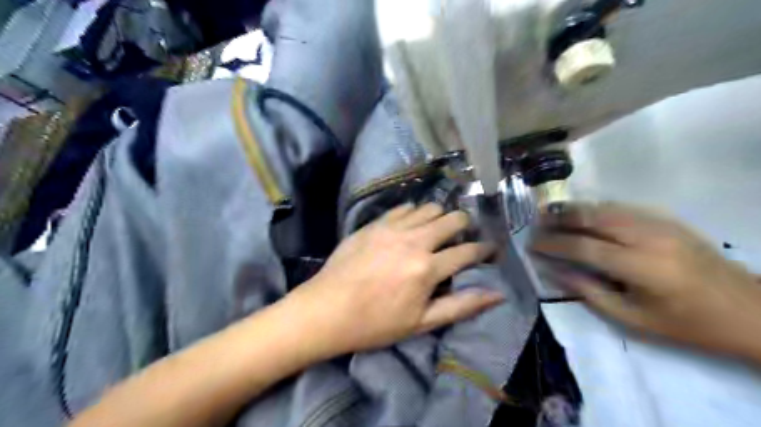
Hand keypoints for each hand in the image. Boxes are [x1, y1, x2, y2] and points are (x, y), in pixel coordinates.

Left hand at [286, 202, 499, 355]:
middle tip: (463, 236)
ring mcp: (392, 228)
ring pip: (428, 208)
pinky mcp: (374, 224)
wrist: (327, 309)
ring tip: (437, 230)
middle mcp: (413, 241)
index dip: (484, 249)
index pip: (467, 251)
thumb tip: (497, 295)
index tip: (490, 249)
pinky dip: (414, 213)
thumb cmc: (375, 323)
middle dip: (465, 225)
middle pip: (452, 219)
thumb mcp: (421, 322)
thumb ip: (461, 306)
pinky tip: (411, 225)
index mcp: (426, 268)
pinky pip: (403, 208)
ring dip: (440, 216)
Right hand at [531, 202, 759, 362]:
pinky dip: (597, 209)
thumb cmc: (687, 324)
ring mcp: (660, 224)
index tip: (532, 244)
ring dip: (576, 209)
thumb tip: (555, 271)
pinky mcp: (668, 220)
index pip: (583, 246)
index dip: (553, 243)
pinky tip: (585, 215)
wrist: (749, 311)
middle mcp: (648, 237)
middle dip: (560, 218)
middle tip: (537, 222)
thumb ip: (589, 292)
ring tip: (552, 214)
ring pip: (606, 207)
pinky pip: (623, 207)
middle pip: (593, 217)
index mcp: (640, 266)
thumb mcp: (633, 319)